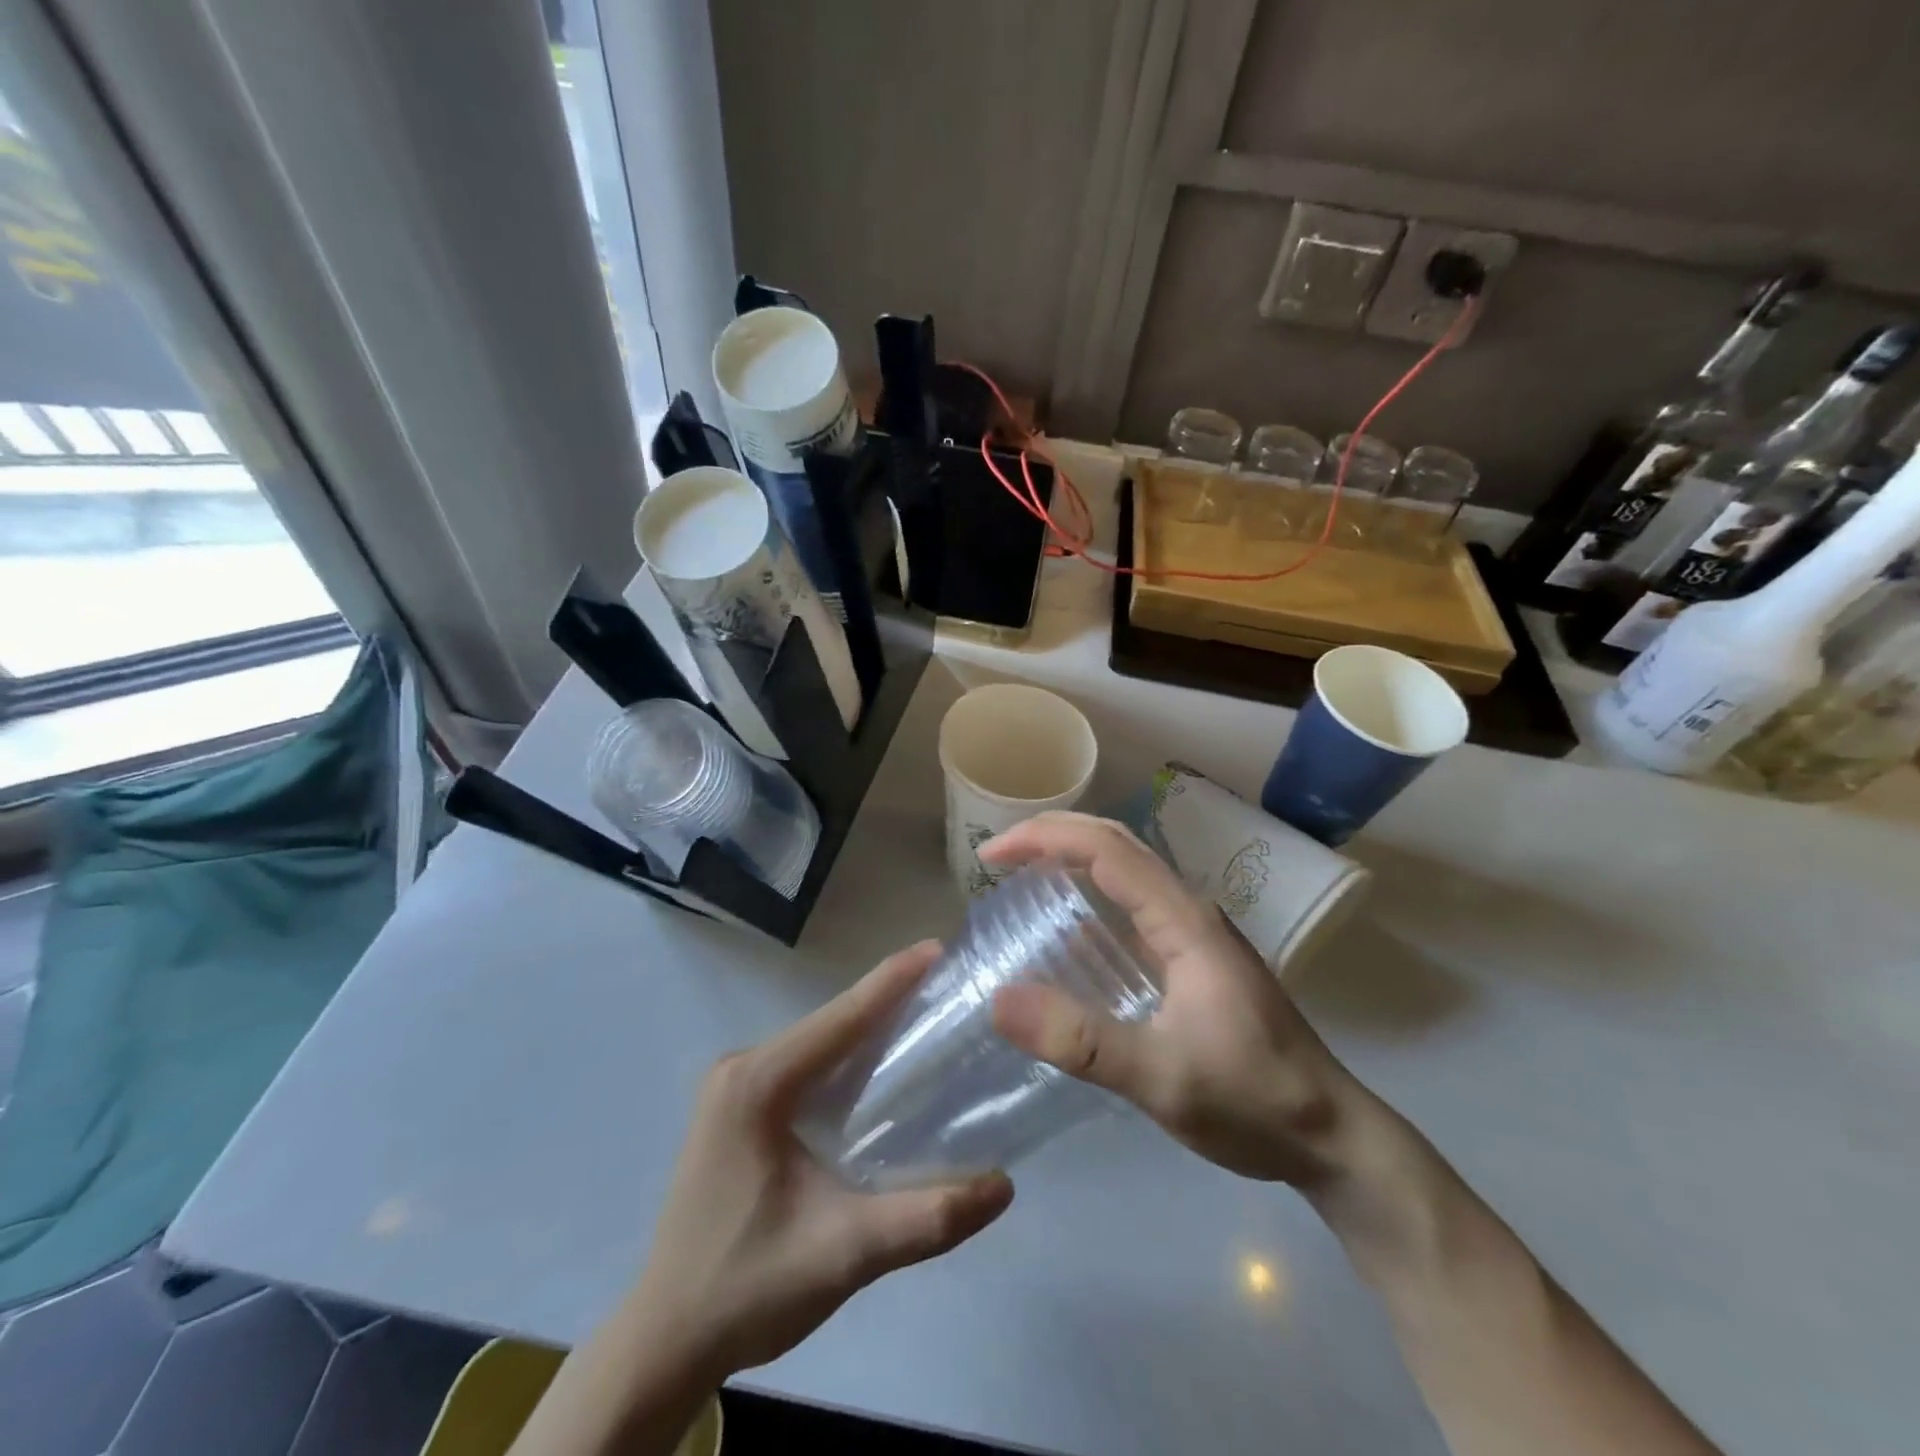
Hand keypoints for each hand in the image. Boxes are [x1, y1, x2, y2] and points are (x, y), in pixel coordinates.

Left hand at [627, 943, 1013, 1379]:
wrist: (664, 1342)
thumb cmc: (747, 1289)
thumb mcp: (843, 1254)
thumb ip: (926, 1218)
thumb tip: (1004, 1185)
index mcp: (757, 1084)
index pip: (840, 1019)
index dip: (893, 981)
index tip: (940, 949)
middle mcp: (742, 1069)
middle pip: (831, 1025)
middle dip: (890, 1002)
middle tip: (950, 989)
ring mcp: (735, 1088)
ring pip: (819, 1045)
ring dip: (870, 1031)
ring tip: (930, 1019)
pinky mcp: (739, 1110)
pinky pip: (806, 1068)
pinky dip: (848, 1062)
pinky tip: (884, 1071)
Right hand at [984, 812, 1359, 1186]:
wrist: (1332, 1135)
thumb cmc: (1252, 1099)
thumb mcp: (1162, 1078)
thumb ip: (1082, 1042)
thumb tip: (999, 1000)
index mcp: (1184, 920)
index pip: (1107, 849)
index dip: (1044, 838)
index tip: (990, 856)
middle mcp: (1189, 912)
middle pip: (1117, 844)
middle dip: (1053, 836)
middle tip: (997, 858)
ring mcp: (1194, 935)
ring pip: (1126, 872)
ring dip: (1072, 860)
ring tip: (1020, 880)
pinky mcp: (1194, 960)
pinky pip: (1133, 908)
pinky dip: (1091, 898)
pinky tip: (1067, 935)